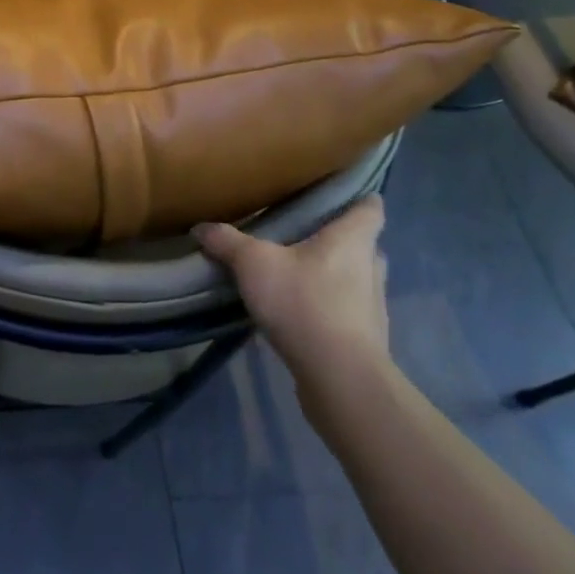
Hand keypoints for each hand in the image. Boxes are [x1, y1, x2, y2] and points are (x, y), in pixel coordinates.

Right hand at [194, 197, 390, 394]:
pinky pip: (347, 311)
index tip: (333, 195)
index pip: (371, 207)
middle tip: (300, 235)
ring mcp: (374, 306)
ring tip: (295, 274)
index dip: (357, 198)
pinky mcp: (366, 339)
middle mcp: (371, 267)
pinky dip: (328, 307)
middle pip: (362, 243)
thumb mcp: (253, 264)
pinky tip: (299, 312)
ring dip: (332, 276)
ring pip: (355, 278)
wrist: (339, 378)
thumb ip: (227, 242)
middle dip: (336, 239)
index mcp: (353, 239)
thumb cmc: (304, 303)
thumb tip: (201, 226)